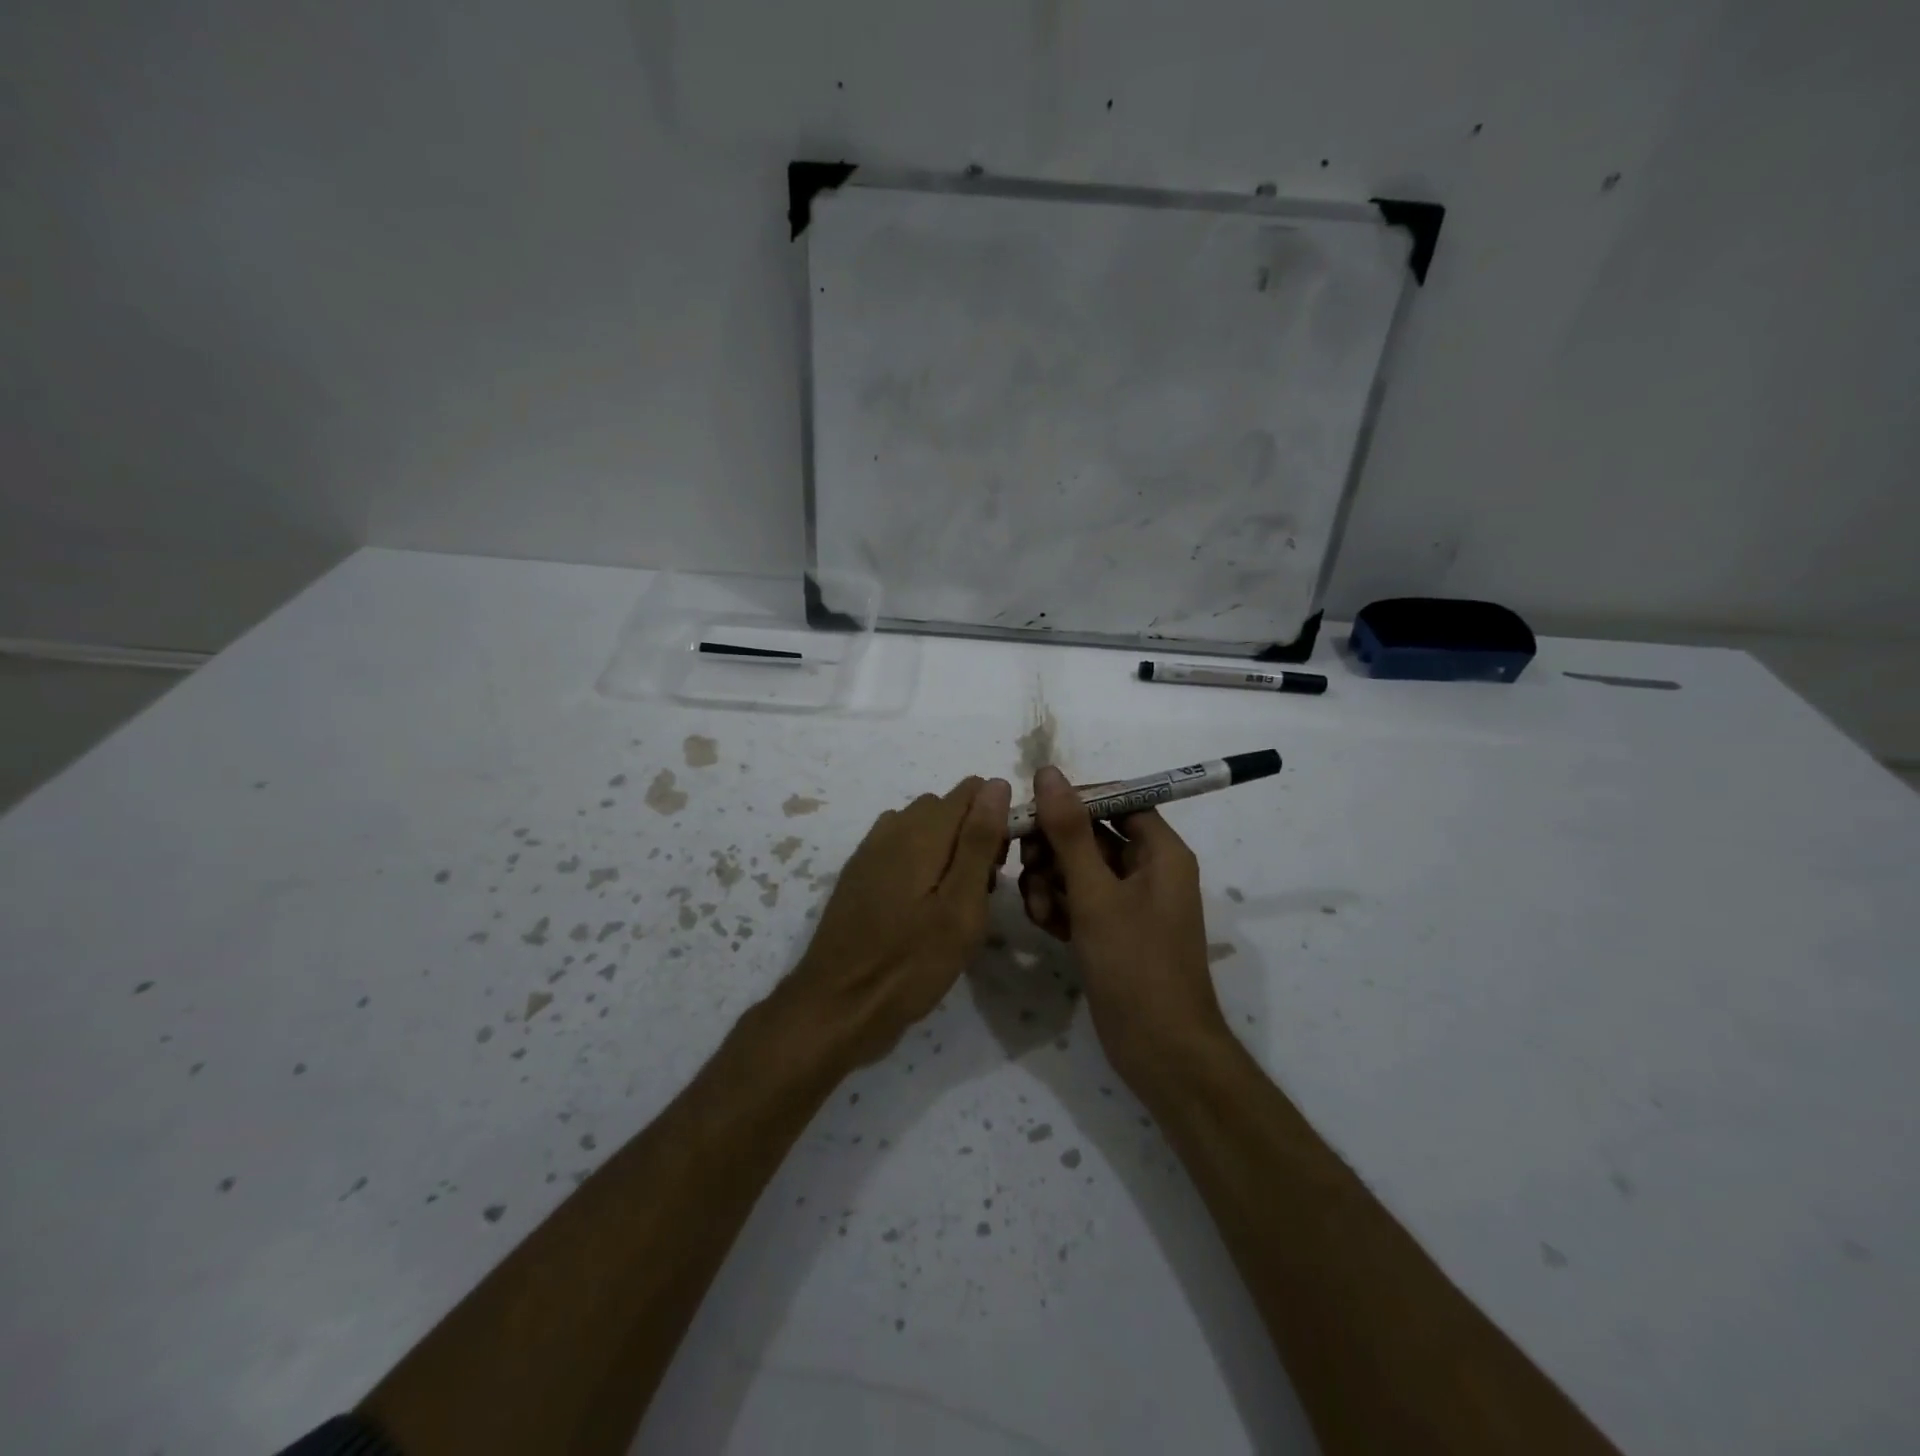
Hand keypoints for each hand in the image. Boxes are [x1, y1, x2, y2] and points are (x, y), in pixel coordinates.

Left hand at [781, 776, 1011, 1067]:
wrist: (838, 1005)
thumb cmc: (910, 962)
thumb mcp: (961, 906)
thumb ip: (979, 841)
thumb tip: (996, 783)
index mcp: (921, 830)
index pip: (972, 790)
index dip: (996, 818)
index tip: (998, 866)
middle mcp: (893, 827)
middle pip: (947, 808)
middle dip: (972, 836)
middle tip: (979, 893)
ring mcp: (870, 850)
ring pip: (924, 829)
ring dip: (946, 851)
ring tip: (952, 904)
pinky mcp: (859, 874)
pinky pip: (900, 849)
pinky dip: (920, 865)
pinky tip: (920, 909)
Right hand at [1019, 765, 1230, 1091]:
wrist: (1160, 1051)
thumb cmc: (1135, 965)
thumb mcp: (1096, 894)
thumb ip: (1069, 832)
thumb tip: (1049, 773)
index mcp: (1160, 851)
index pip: (1116, 800)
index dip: (1073, 801)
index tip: (1033, 812)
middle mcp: (1148, 870)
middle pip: (1091, 835)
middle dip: (1054, 848)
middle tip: (1025, 866)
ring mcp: (1129, 903)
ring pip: (1078, 869)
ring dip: (1050, 881)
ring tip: (1038, 909)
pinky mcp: (1112, 931)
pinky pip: (1079, 901)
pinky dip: (1059, 907)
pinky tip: (1044, 926)